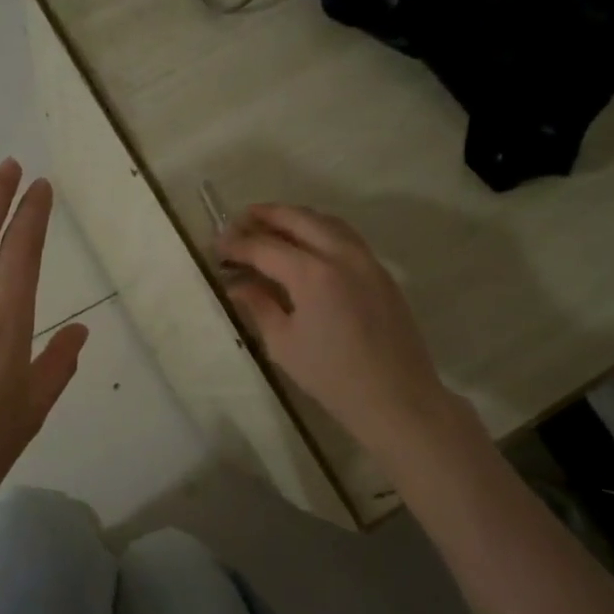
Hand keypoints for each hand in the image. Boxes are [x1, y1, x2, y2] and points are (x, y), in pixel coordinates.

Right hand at [216, 203, 477, 465]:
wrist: (396, 398)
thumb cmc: (332, 377)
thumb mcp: (283, 344)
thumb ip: (259, 305)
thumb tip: (237, 283)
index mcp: (312, 274)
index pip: (264, 246)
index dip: (237, 244)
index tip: (217, 246)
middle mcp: (340, 255)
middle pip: (298, 219)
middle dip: (265, 215)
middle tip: (239, 221)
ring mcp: (366, 260)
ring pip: (326, 221)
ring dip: (294, 217)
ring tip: (270, 225)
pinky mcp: (380, 271)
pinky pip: (345, 236)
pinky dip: (320, 229)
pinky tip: (307, 244)